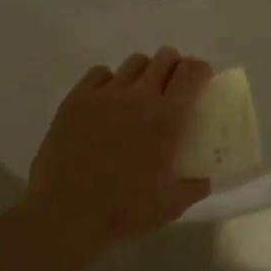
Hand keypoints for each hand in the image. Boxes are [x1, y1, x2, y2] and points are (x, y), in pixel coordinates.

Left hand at [25, 49, 212, 248]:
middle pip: (164, 58)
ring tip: (139, 94)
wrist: (66, 212)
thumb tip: (203, 180)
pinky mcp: (77, 98)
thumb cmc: (123, 210)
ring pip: (134, 63)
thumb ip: (193, 188)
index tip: (201, 82)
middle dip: (174, 67)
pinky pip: (100, 73)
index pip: (191, 72)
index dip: (200, 70)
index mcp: (167, 118)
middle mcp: (139, 96)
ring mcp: (105, 94)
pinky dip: (110, 81)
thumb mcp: (170, 206)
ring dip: (144, 73)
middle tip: (172, 87)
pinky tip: (107, 101)